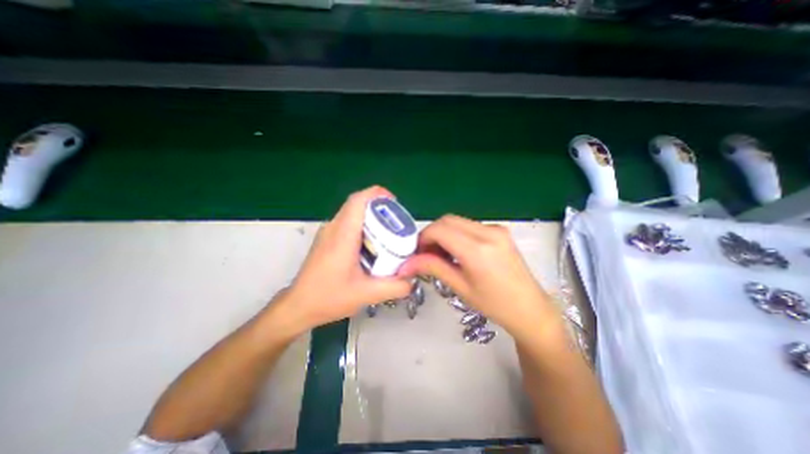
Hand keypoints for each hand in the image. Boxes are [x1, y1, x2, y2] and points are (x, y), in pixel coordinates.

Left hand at [281, 184, 417, 333]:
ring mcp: (327, 233)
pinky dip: (362, 226)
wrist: (298, 306)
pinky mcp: (326, 239)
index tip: (394, 203)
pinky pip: (347, 223)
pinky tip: (371, 245)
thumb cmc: (328, 298)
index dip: (377, 195)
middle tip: (396, 221)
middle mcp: (333, 228)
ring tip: (387, 232)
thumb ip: (394, 287)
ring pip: (351, 213)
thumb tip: (411, 278)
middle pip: (356, 204)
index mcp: (342, 235)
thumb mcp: (367, 294)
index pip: (358, 201)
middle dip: (378, 207)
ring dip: (370, 217)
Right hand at [397, 214, 557, 334]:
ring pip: (457, 221)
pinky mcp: (499, 230)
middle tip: (427, 254)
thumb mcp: (460, 287)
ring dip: (444, 233)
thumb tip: (406, 264)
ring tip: (442, 255)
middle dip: (432, 234)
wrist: (531, 308)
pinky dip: (456, 234)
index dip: (423, 238)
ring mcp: (495, 229)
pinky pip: (469, 225)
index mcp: (477, 249)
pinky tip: (458, 251)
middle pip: (447, 220)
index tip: (417, 253)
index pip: (439, 230)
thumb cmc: (495, 305)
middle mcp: (487, 232)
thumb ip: (433, 267)